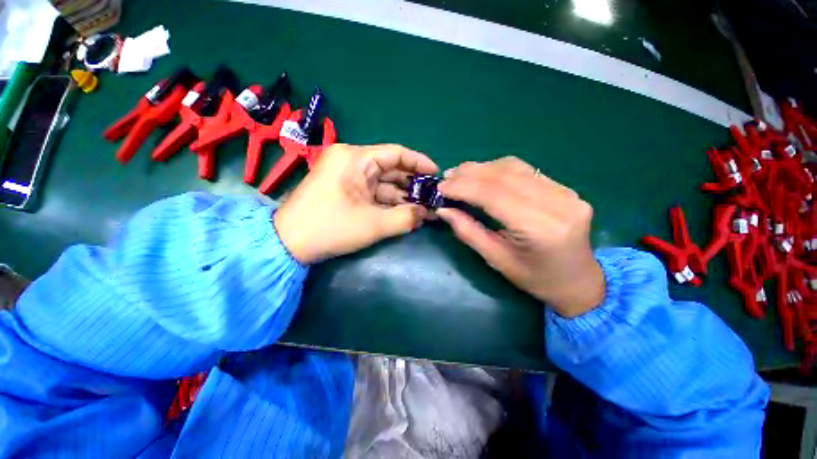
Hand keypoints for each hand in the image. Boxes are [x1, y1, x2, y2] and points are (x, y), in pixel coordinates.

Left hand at [274, 144, 438, 263]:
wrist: (288, 244)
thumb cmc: (330, 228)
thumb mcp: (373, 224)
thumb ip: (405, 218)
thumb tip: (426, 214)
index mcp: (354, 158)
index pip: (395, 153)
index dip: (419, 163)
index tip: (436, 175)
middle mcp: (351, 162)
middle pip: (391, 169)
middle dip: (412, 185)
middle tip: (433, 199)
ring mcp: (348, 177)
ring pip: (383, 183)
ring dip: (402, 197)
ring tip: (424, 209)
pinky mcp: (346, 191)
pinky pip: (373, 193)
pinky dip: (389, 203)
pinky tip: (406, 213)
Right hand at [436, 157, 604, 316]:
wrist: (579, 281)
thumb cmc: (535, 279)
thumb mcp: (497, 260)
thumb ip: (468, 232)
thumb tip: (443, 209)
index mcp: (540, 228)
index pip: (494, 195)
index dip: (463, 187)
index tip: (440, 187)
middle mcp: (558, 203)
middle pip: (504, 176)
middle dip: (469, 174)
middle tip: (447, 178)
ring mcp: (566, 192)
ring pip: (514, 167)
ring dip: (482, 168)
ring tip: (460, 174)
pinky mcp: (565, 188)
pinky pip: (525, 170)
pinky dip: (498, 170)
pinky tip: (483, 175)